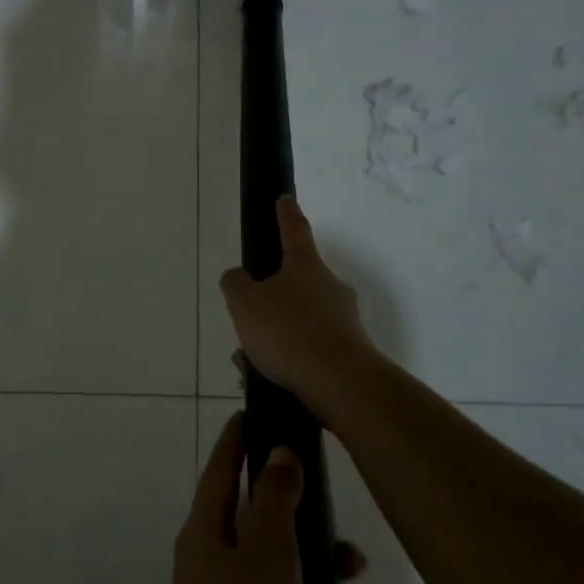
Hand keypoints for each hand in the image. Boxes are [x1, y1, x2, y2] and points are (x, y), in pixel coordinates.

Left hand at [158, 414, 304, 583]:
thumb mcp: (267, 557)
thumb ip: (274, 501)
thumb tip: (277, 451)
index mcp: (208, 531)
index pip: (221, 467)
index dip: (238, 439)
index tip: (254, 412)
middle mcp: (214, 562)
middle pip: (268, 530)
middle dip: (318, 544)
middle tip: (353, 559)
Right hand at [219, 197, 381, 423]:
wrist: (340, 383)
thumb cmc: (289, 332)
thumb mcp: (245, 303)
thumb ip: (236, 284)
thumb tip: (239, 277)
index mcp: (305, 266)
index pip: (294, 231)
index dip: (285, 215)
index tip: (284, 199)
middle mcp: (329, 287)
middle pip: (296, 283)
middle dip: (270, 299)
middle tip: (247, 317)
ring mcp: (343, 320)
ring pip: (299, 320)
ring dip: (274, 334)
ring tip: (249, 360)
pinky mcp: (348, 352)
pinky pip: (308, 348)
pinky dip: (287, 358)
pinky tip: (267, 377)